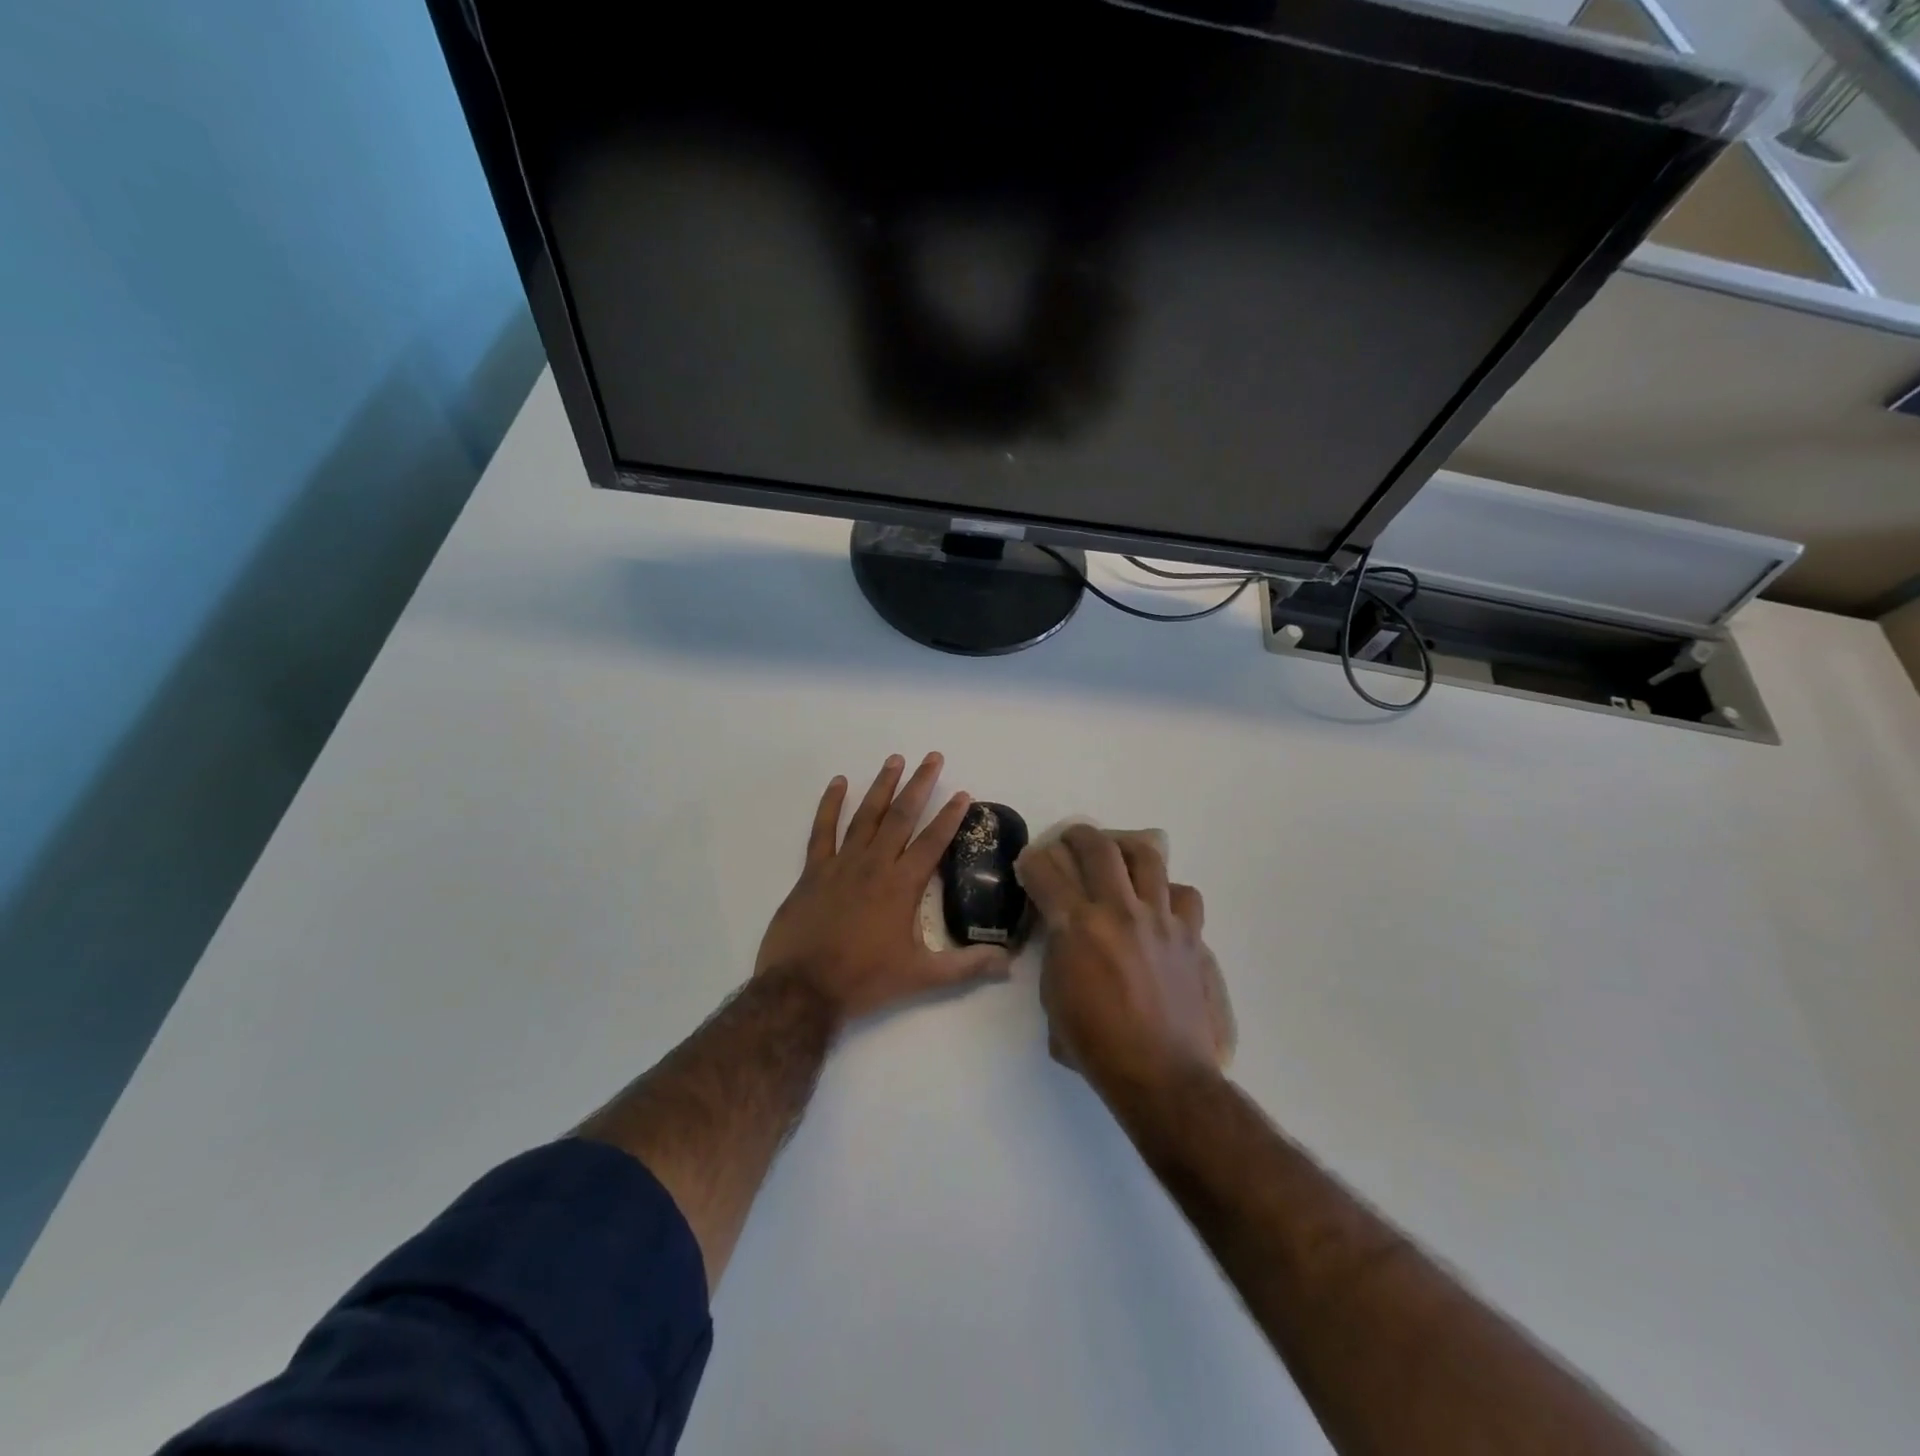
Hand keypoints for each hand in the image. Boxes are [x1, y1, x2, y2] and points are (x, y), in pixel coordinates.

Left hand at [755, 753, 1011, 1027]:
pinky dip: (830, 804)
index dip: (951, 816)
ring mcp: (841, 864)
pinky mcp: (813, 871)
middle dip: (920, 784)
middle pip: (902, 816)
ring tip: (895, 759)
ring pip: (866, 815)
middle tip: (932, 756)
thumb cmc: (864, 980)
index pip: (934, 841)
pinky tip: (838, 782)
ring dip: (882, 786)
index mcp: (902, 886)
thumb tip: (1009, 962)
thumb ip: (966, 965)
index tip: (964, 793)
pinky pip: (822, 830)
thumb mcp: (922, 977)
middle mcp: (875, 865)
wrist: (803, 989)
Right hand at [1017, 825, 1233, 1094]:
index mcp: (1078, 927)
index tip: (1029, 863)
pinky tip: (1157, 903)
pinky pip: (1182, 894)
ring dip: (1125, 848)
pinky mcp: (1188, 934)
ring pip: (1146, 856)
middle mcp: (1118, 910)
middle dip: (1076, 835)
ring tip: (1117, 855)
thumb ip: (1056, 952)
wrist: (1161, 1074)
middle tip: (1069, 840)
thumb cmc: (1096, 1045)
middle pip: (1097, 847)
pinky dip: (1167, 891)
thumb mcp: (1053, 998)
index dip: (1032, 861)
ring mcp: (1159, 918)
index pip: (1046, 872)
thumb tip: (1061, 931)